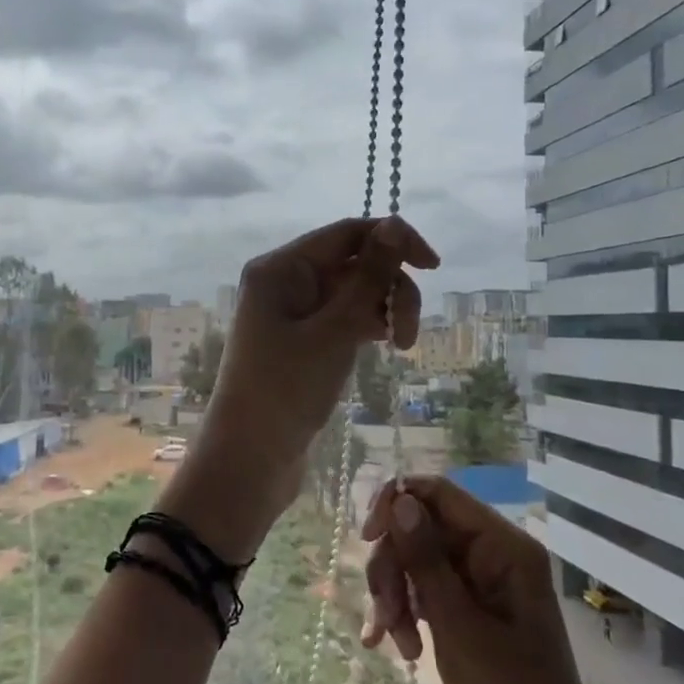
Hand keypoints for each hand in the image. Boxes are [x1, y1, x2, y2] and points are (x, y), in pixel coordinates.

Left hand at [177, 216, 437, 558]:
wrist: (250, 459)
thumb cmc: (286, 390)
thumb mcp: (334, 331)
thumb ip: (368, 277)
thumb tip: (392, 224)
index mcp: (280, 268)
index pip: (347, 233)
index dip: (394, 240)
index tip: (434, 267)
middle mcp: (284, 281)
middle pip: (354, 262)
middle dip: (390, 288)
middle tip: (409, 335)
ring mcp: (293, 313)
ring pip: (354, 292)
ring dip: (384, 310)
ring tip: (402, 347)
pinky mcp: (303, 341)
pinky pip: (344, 317)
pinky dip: (368, 326)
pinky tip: (388, 346)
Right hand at [360, 477, 590, 683]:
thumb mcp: (458, 625)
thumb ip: (425, 558)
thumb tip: (399, 500)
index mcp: (503, 547)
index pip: (438, 494)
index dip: (396, 504)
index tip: (366, 539)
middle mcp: (492, 555)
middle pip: (420, 529)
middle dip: (394, 567)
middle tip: (384, 613)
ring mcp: (480, 585)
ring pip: (416, 562)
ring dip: (395, 597)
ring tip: (394, 643)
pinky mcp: (469, 612)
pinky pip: (424, 592)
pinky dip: (405, 614)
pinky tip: (394, 648)